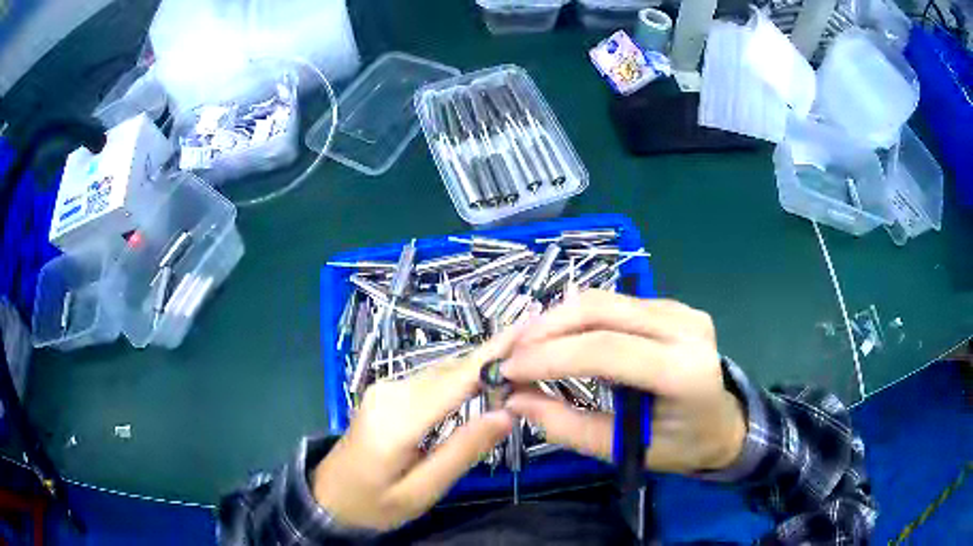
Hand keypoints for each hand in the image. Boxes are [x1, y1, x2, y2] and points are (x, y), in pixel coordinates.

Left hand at [311, 333, 515, 530]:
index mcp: (398, 419)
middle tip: (537, 353)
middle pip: (452, 371)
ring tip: (519, 363)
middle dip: (494, 359)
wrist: (328, 498)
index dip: (494, 353)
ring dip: (480, 368)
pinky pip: (432, 380)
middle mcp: (391, 391)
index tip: (529, 329)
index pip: (456, 379)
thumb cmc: (374, 503)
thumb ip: (462, 452)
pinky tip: (484, 381)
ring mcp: (386, 388)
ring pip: (443, 372)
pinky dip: (462, 379)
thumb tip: (507, 413)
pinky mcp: (387, 393)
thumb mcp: (420, 492)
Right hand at [502, 291, 745, 474]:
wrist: (725, 423)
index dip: (550, 356)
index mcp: (683, 371)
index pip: (607, 349)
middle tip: (509, 355)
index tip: (507, 370)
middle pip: (600, 310)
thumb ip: (568, 426)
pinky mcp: (671, 305)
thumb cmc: (681, 445)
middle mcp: (685, 327)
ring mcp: (680, 309)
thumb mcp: (626, 450)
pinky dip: (576, 318)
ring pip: (602, 299)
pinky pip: (613, 303)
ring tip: (525, 347)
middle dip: (545, 329)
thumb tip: (516, 399)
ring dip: (556, 320)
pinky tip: (558, 338)